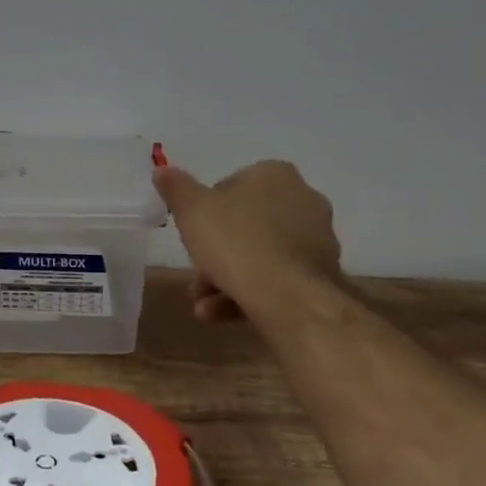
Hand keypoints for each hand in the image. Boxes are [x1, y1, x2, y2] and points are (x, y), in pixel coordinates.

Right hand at [153, 160, 344, 324]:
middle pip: (246, 225)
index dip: (206, 211)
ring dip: (227, 279)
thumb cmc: (236, 242)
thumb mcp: (191, 210)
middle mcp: (304, 200)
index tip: (193, 235)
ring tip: (204, 306)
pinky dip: (250, 294)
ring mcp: (317, 240)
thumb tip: (162, 170)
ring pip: (260, 256)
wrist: (288, 297)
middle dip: (216, 253)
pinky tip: (223, 315)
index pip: (231, 185)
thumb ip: (176, 188)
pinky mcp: (323, 275)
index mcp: (275, 174)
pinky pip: (278, 279)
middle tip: (196, 276)